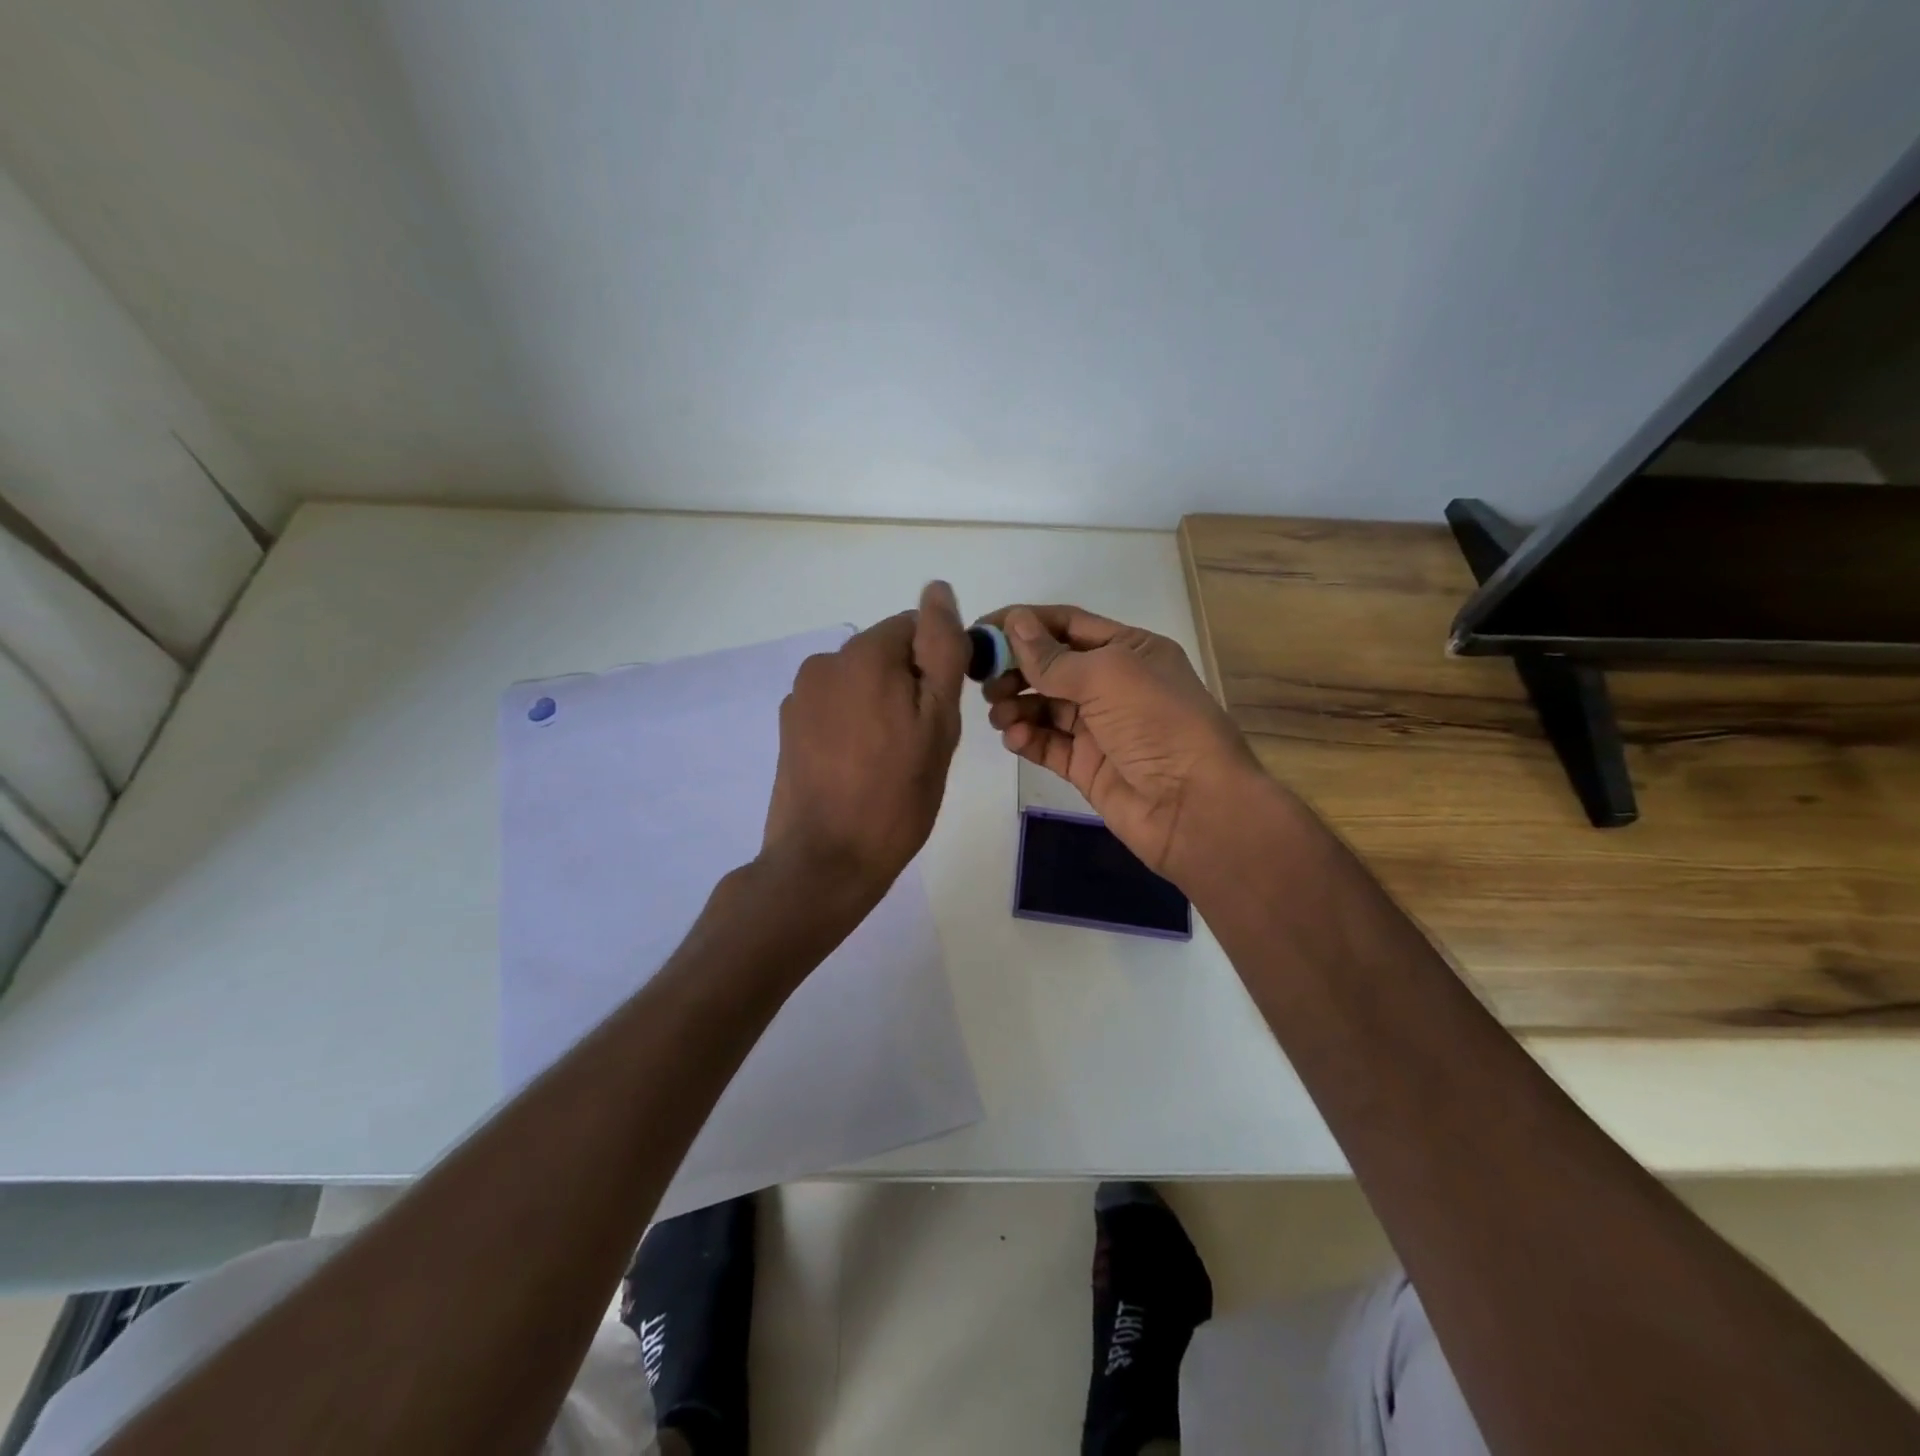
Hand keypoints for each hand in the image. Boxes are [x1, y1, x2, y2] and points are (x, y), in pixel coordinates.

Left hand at [762, 581, 969, 899]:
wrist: (826, 861)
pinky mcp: (789, 729)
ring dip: (882, 708)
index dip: (937, 667)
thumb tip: (937, 589)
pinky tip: (859, 769)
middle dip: (908, 688)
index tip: (941, 714)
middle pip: (886, 656)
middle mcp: (824, 664)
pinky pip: (836, 710)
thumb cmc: (895, 795)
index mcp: (862, 654)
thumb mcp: (938, 721)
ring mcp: (800, 698)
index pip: (915, 629)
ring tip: (889, 762)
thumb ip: (941, 650)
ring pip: (862, 684)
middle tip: (920, 745)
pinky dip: (854, 727)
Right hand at [979, 604, 1269, 881]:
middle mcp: (1113, 684)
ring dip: (1016, 705)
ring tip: (999, 714)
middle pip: (1050, 666)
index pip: (1066, 624)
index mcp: (1128, 649)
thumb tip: (1014, 622)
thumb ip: (1053, 656)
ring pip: (1044, 706)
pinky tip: (1016, 738)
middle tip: (985, 681)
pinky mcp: (1086, 766)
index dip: (1023, 623)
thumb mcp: (1107, 675)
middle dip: (1015, 669)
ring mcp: (1099, 727)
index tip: (981, 630)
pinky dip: (1027, 738)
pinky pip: (1047, 744)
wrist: (1194, 806)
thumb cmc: (1157, 723)